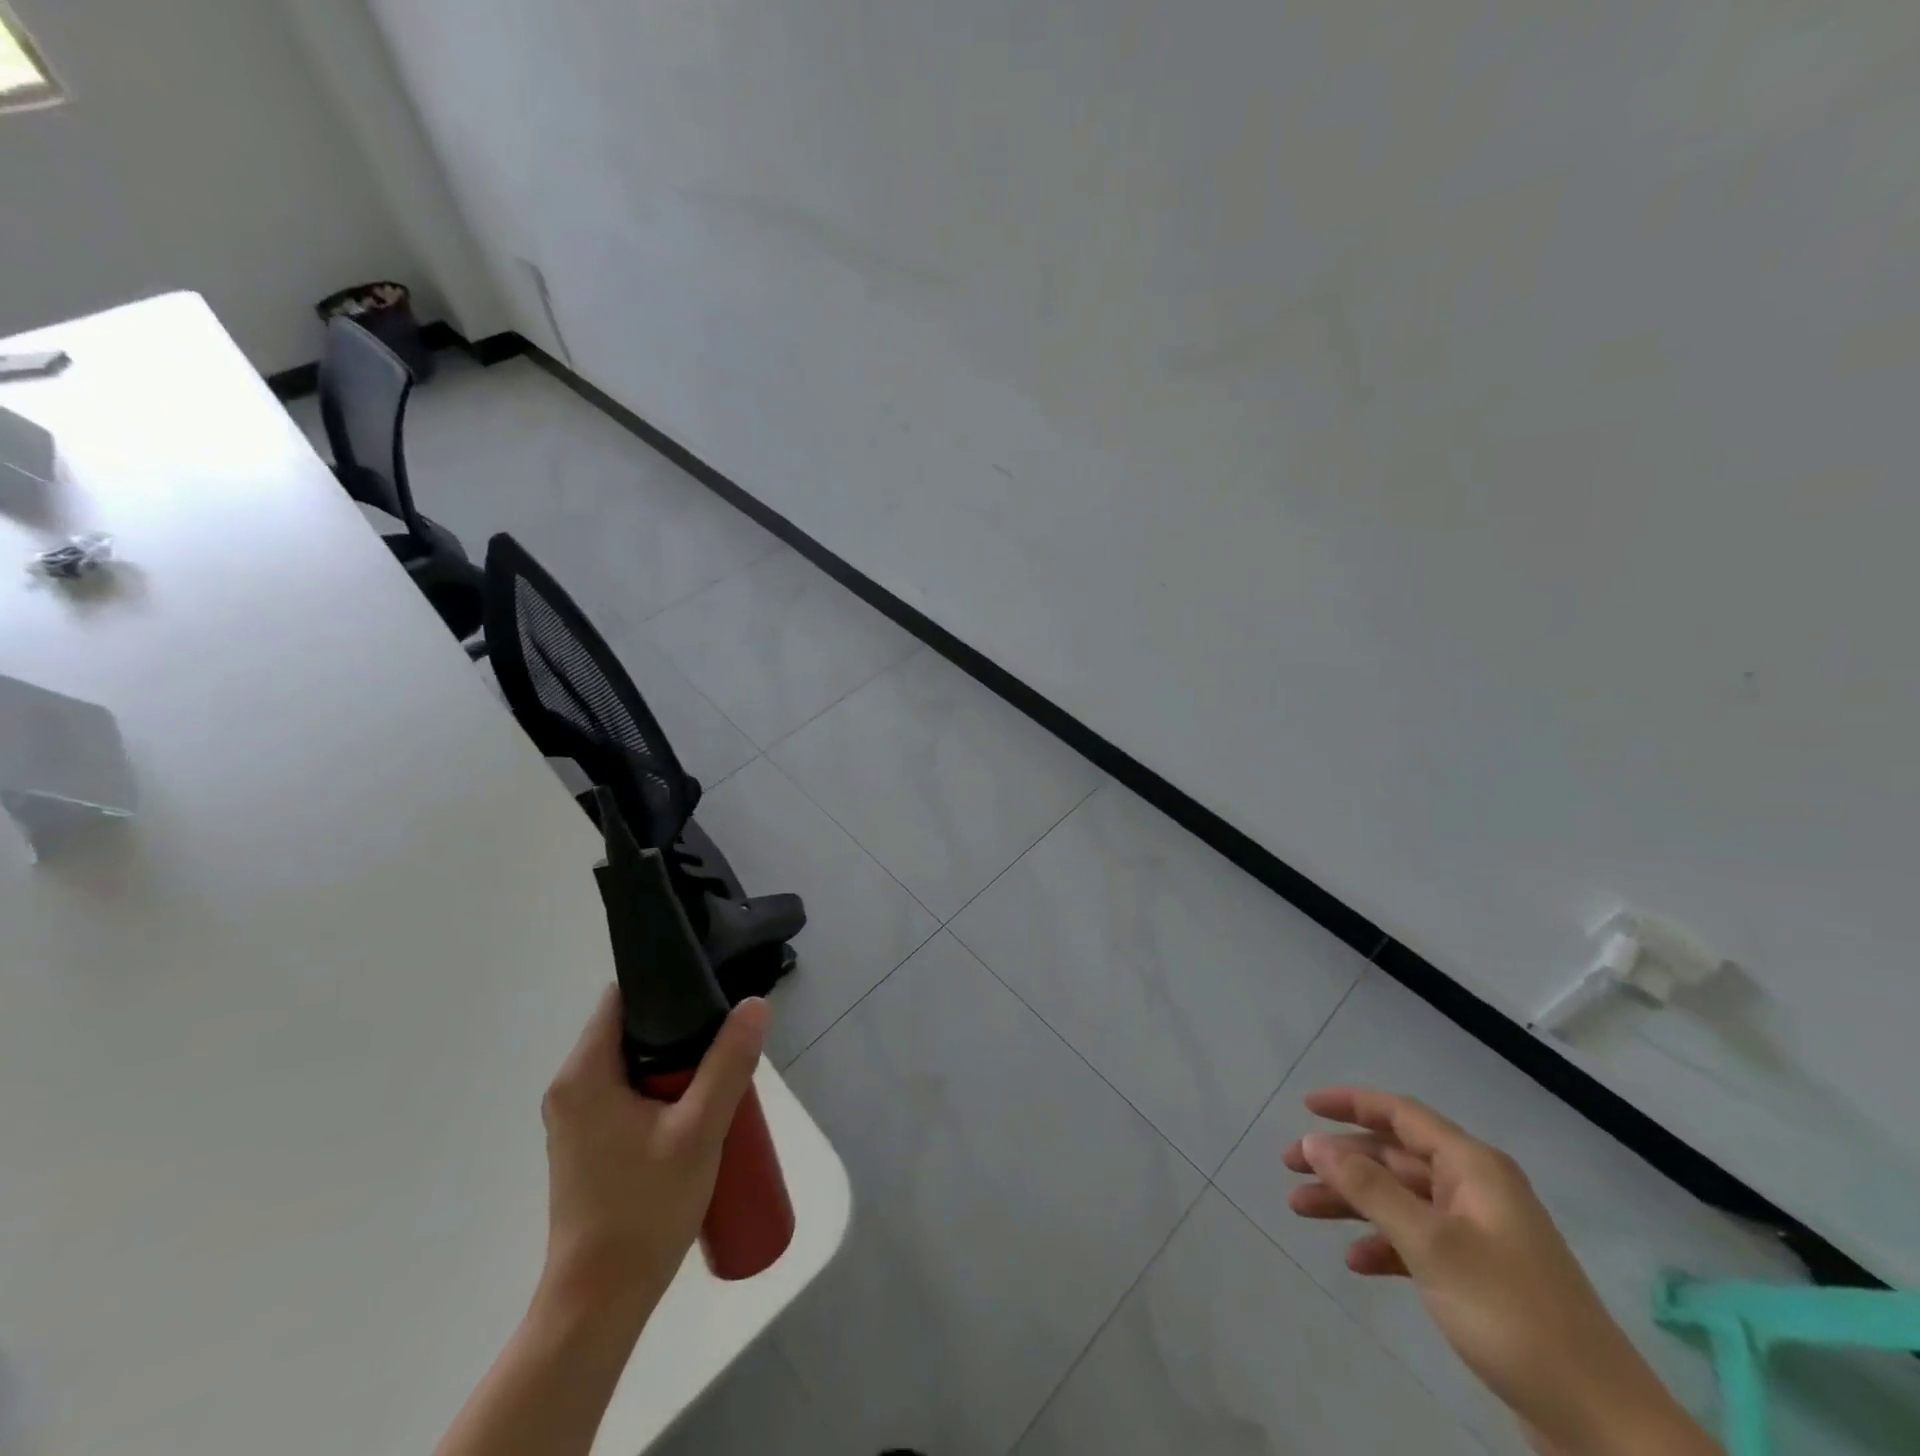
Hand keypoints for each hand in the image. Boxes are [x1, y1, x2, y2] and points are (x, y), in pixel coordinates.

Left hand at [536, 986, 768, 1331]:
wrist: (599, 1304)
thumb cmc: (644, 1210)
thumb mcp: (700, 1129)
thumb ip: (729, 1063)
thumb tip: (755, 1005)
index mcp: (584, 1073)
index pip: (622, 997)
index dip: (667, 983)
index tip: (711, 991)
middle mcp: (570, 1088)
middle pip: (630, 1029)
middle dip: (680, 1028)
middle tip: (726, 1039)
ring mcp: (575, 1119)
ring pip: (631, 1063)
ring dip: (674, 1063)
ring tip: (718, 1073)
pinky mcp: (587, 1145)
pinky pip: (626, 1093)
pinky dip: (659, 1090)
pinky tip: (695, 1111)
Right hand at [1284, 1088, 1717, 1455]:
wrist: (1601, 1422)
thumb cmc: (1511, 1313)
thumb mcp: (1431, 1244)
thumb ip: (1368, 1186)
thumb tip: (1314, 1140)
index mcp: (1473, 1168)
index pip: (1400, 1115)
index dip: (1350, 1103)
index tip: (1304, 1107)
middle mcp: (1475, 1190)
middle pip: (1393, 1157)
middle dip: (1340, 1160)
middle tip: (1289, 1168)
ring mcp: (1479, 1234)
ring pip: (1399, 1199)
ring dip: (1352, 1202)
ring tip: (1301, 1211)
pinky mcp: (1480, 1276)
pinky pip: (1417, 1241)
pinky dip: (1383, 1244)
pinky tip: (1356, 1262)